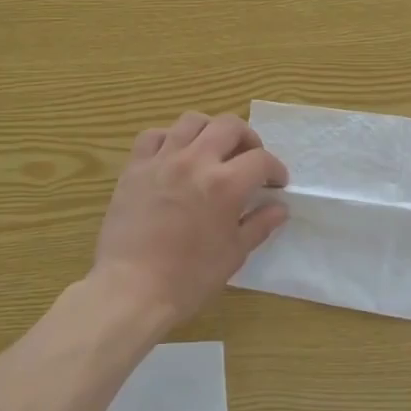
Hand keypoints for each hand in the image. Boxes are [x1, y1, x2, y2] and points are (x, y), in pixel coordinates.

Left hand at [90, 111, 289, 331]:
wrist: (132, 289)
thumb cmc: (188, 278)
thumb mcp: (233, 254)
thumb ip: (259, 225)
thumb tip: (279, 208)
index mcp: (225, 184)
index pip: (261, 159)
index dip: (275, 169)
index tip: (275, 184)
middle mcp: (195, 161)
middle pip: (229, 126)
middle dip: (248, 139)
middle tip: (249, 160)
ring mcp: (162, 160)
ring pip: (192, 121)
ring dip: (210, 131)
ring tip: (213, 151)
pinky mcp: (135, 167)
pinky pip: (154, 135)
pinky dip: (170, 138)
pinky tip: (175, 156)